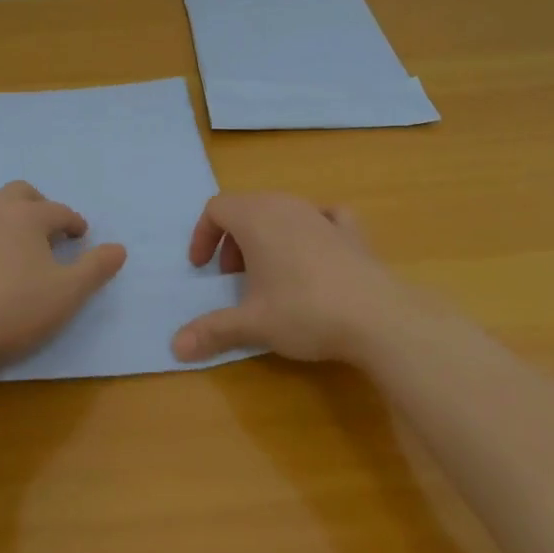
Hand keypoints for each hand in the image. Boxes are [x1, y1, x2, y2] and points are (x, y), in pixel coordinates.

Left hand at [0, 181, 126, 368]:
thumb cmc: (15, 310)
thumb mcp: (68, 294)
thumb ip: (96, 268)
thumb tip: (119, 248)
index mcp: (27, 216)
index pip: (59, 211)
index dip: (73, 222)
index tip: (81, 236)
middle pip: (20, 192)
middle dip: (38, 204)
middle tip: (48, 226)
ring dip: (3, 211)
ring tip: (12, 233)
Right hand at [171, 193, 409, 364]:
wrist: (377, 317)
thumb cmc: (304, 311)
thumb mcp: (252, 324)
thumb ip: (212, 330)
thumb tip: (176, 347)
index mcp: (255, 218)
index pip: (216, 209)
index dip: (203, 235)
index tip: (203, 269)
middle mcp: (285, 205)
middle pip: (246, 207)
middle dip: (233, 240)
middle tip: (234, 277)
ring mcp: (320, 214)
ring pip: (281, 210)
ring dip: (266, 236)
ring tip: (271, 274)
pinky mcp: (351, 230)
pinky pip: (323, 216)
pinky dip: (311, 229)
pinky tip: (315, 252)